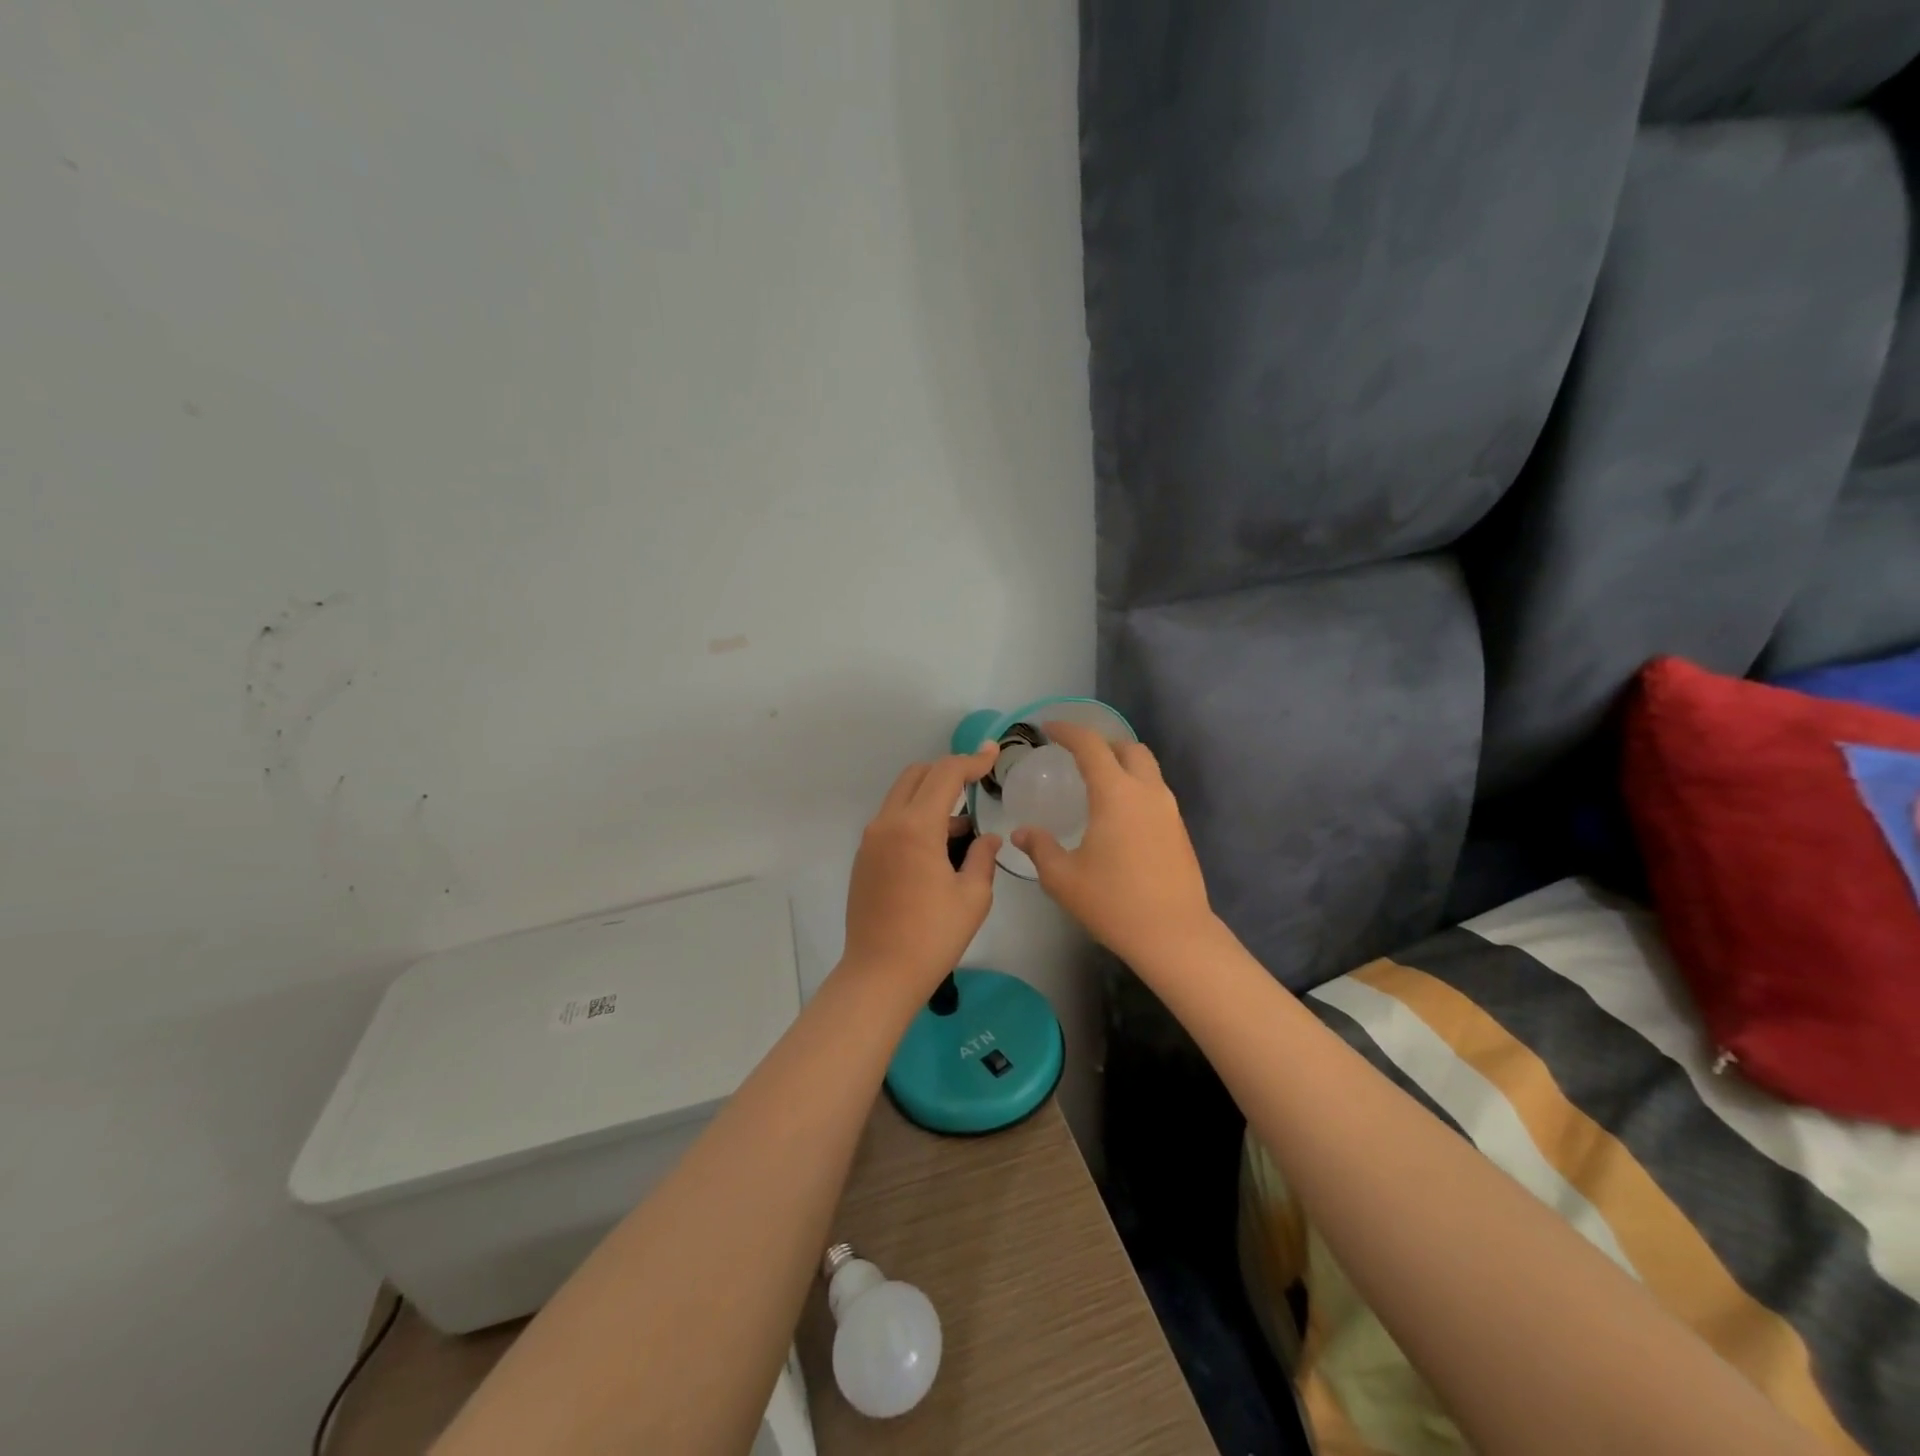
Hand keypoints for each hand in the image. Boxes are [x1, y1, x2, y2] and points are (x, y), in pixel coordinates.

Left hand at [842, 745, 1001, 998]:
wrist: (879, 974)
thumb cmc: (932, 937)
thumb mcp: (973, 897)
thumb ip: (983, 857)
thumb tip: (987, 838)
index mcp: (915, 827)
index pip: (945, 774)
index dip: (972, 760)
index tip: (993, 753)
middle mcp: (887, 823)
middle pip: (917, 775)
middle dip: (948, 770)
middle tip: (977, 780)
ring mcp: (870, 840)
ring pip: (901, 796)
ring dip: (931, 795)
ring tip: (964, 825)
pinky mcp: (864, 858)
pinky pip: (892, 820)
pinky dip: (916, 816)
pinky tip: (939, 846)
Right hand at [1012, 722, 1216, 974]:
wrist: (1174, 936)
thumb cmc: (1113, 903)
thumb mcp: (1062, 878)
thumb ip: (1039, 847)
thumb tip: (1021, 832)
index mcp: (1116, 794)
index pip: (1091, 745)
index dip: (1068, 731)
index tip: (1048, 728)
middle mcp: (1147, 792)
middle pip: (1128, 748)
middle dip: (1102, 743)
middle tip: (1077, 756)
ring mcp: (1169, 810)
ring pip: (1147, 769)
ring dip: (1122, 765)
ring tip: (1097, 784)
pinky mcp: (1179, 830)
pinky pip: (1155, 792)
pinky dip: (1135, 788)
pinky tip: (1118, 817)